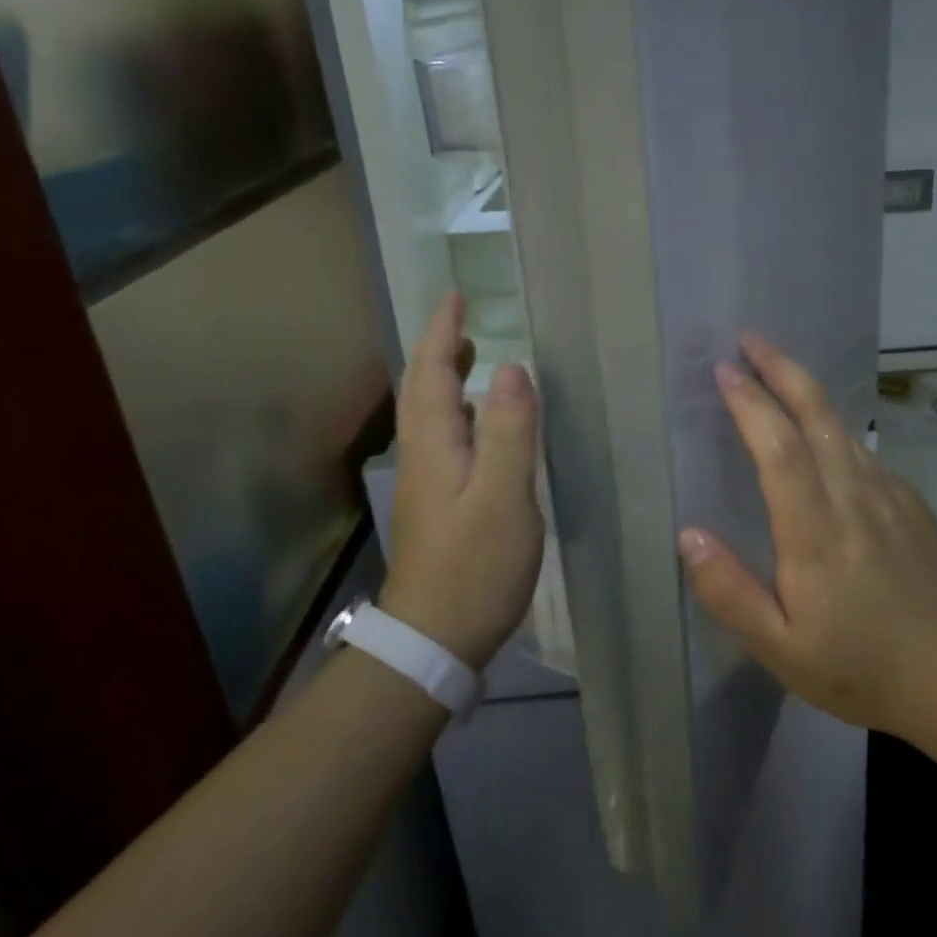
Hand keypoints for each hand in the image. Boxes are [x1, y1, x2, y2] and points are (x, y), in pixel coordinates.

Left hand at [380, 293, 542, 669]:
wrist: (435, 639)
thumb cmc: (475, 566)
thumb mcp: (504, 496)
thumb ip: (510, 431)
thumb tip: (514, 367)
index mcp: (435, 444)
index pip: (430, 372)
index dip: (442, 332)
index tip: (455, 297)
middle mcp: (423, 454)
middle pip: (422, 388)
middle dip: (438, 348)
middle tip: (462, 318)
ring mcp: (428, 480)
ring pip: (429, 412)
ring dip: (444, 376)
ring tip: (470, 354)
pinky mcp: (439, 501)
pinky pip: (443, 434)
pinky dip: (456, 408)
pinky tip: (478, 420)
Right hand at [677, 335, 936, 735]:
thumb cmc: (861, 665)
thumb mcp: (781, 650)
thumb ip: (729, 592)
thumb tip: (688, 535)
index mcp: (814, 529)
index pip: (778, 446)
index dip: (750, 402)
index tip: (724, 369)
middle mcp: (852, 493)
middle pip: (815, 412)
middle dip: (779, 366)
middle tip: (748, 338)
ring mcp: (887, 490)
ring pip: (840, 424)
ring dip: (803, 388)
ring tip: (773, 371)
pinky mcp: (908, 498)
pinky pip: (860, 449)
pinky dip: (830, 427)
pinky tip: (820, 436)